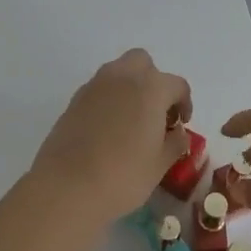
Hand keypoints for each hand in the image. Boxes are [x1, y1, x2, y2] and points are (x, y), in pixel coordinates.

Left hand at [32, 50, 191, 221]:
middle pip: (143, 63)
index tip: (181, 124)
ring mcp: (94, 86)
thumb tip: (177, 133)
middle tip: (156, 112)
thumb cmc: (122, 176)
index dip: (184, 103)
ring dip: (130, 87)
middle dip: (153, 81)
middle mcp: (122, 77)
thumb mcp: (159, 164)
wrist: (66, 187)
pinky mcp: (73, 100)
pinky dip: (109, 100)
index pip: (177, 85)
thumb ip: (175, 143)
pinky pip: (99, 89)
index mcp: (150, 88)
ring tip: (132, 121)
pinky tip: (109, 129)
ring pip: (118, 72)